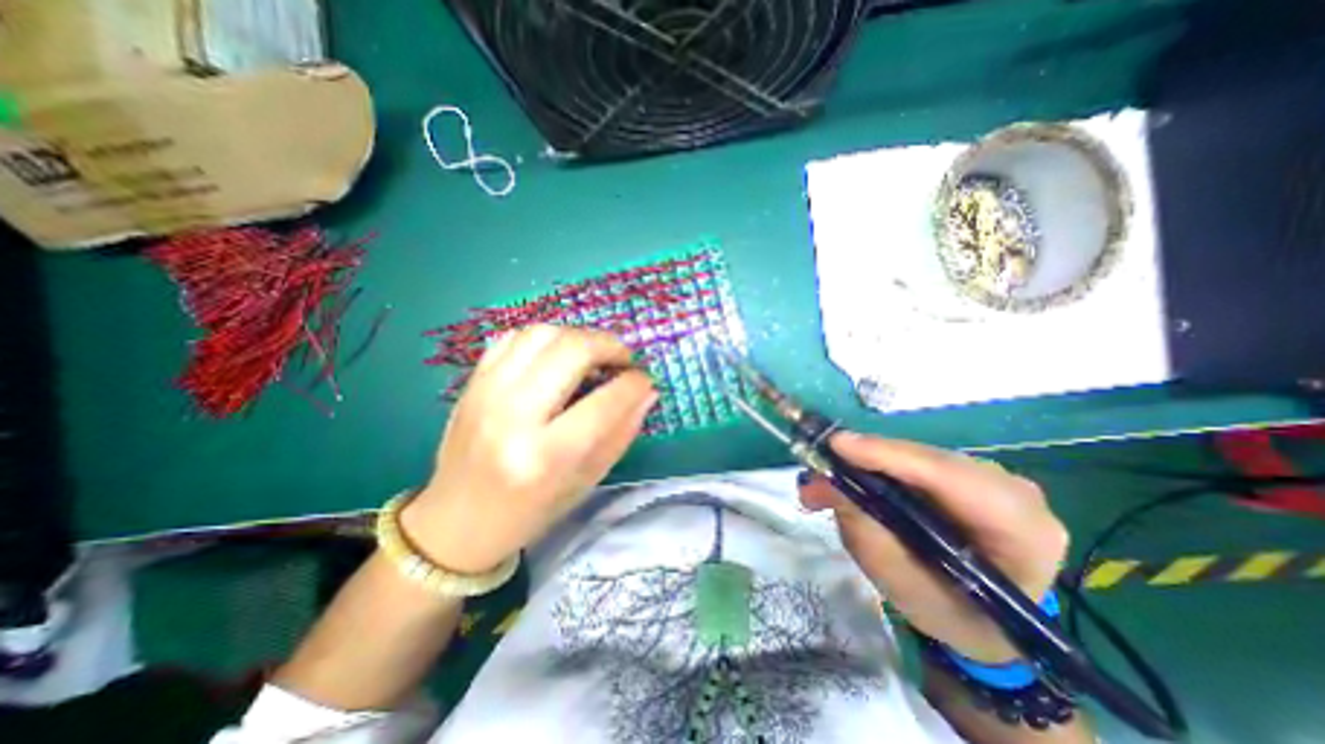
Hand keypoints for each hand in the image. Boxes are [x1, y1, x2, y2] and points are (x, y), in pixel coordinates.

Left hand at [401, 325, 654, 575]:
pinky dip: (545, 339)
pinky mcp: (472, 383)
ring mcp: (486, 393)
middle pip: (572, 351)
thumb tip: (646, 392)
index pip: (604, 402)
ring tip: (592, 355)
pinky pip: (513, 338)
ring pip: (543, 334)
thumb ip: (621, 433)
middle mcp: (513, 416)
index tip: (644, 380)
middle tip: (622, 359)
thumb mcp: (586, 481)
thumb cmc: (530, 512)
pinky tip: (556, 356)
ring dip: (578, 337)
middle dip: (610, 346)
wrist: (456, 522)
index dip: (635, 383)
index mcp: (546, 457)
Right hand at [796, 434, 1063, 665]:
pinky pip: (912, 461)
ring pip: (913, 456)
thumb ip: (867, 535)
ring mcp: (990, 476)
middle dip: (863, 462)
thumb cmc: (951, 615)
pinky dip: (874, 469)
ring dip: (863, 466)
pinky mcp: (964, 472)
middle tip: (814, 476)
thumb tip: (826, 483)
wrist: (985, 622)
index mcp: (1023, 530)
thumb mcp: (904, 587)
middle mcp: (1013, 491)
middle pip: (925, 460)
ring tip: (821, 487)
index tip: (835, 445)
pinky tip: (847, 482)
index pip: (951, 476)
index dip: (889, 455)